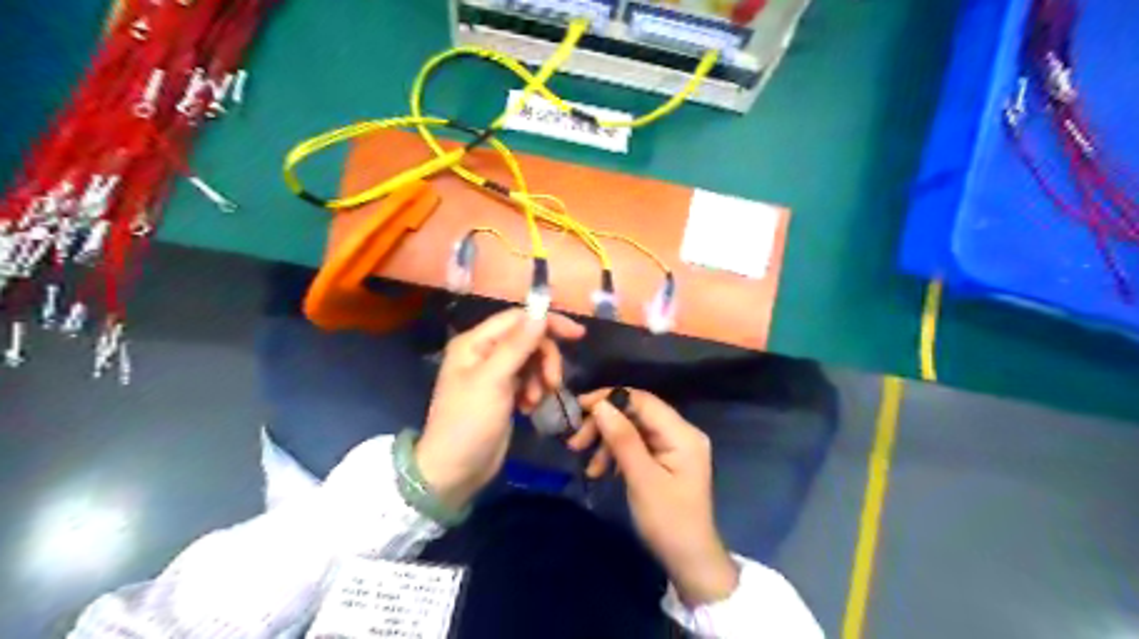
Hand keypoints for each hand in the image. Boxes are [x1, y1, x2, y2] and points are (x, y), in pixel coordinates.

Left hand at [414, 308, 581, 513]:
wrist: (455, 471)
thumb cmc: (469, 422)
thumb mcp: (493, 380)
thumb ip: (518, 345)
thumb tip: (541, 313)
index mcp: (475, 342)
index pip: (517, 318)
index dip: (548, 322)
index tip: (578, 335)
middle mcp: (484, 352)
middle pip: (528, 339)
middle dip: (545, 358)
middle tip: (553, 383)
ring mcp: (494, 373)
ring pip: (531, 360)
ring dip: (540, 377)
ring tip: (534, 401)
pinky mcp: (503, 392)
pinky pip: (529, 379)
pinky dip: (534, 391)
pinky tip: (529, 408)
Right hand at [570, 389, 738, 604]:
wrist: (689, 560)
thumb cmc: (668, 521)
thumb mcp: (642, 479)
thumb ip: (622, 439)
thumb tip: (600, 405)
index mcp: (682, 434)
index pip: (643, 400)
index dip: (610, 398)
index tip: (579, 408)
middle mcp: (680, 432)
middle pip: (636, 413)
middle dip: (604, 424)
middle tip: (575, 442)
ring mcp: (673, 445)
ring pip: (632, 429)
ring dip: (607, 442)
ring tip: (589, 466)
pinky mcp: (664, 458)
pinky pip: (636, 445)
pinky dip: (616, 454)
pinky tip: (600, 470)